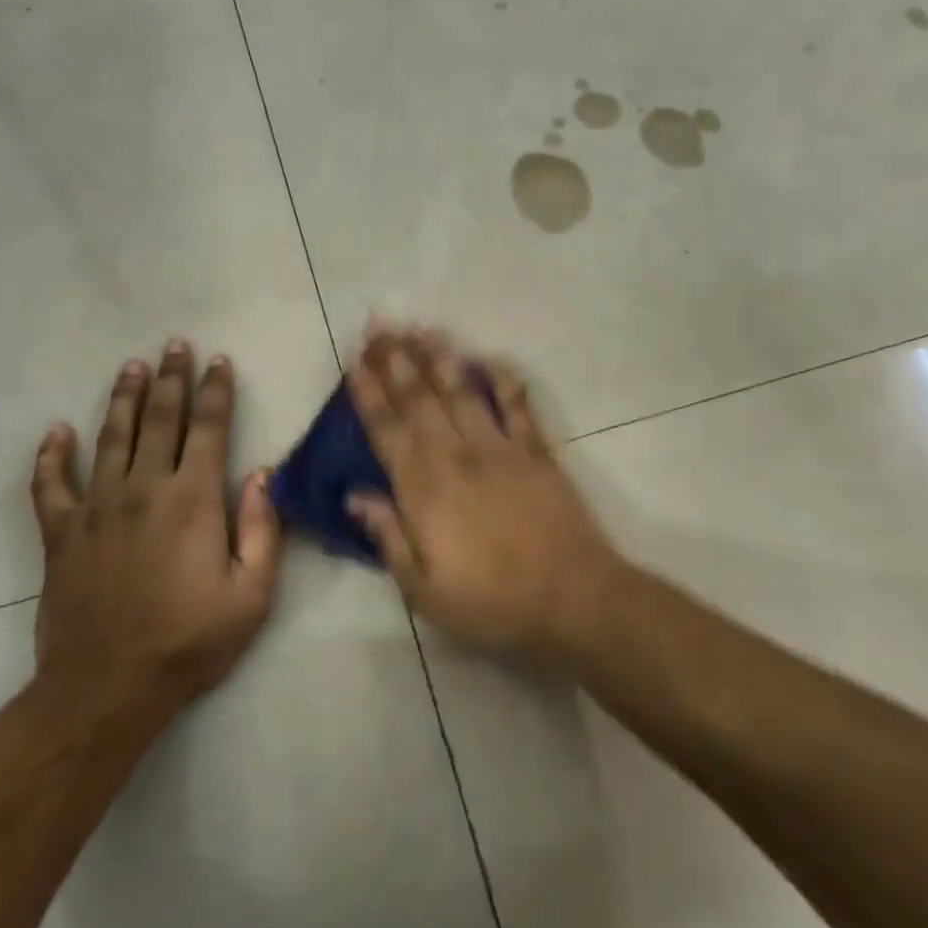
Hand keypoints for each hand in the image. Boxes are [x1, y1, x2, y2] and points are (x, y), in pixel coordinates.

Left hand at [29, 341, 283, 720]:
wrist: (107, 689)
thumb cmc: (190, 642)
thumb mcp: (252, 595)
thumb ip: (264, 530)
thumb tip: (263, 475)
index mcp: (193, 499)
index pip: (208, 427)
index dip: (215, 390)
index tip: (218, 360)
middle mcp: (144, 489)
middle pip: (159, 419)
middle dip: (170, 378)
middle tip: (173, 345)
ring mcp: (97, 507)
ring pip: (111, 437)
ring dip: (122, 398)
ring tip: (130, 366)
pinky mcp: (61, 533)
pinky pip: (50, 485)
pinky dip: (51, 456)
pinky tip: (56, 431)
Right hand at [344, 324, 623, 662]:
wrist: (573, 598)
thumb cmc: (492, 602)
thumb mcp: (424, 588)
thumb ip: (387, 536)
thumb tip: (354, 494)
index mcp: (424, 489)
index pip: (387, 430)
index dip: (368, 393)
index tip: (354, 360)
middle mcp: (457, 456)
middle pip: (420, 399)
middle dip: (396, 360)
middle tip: (379, 326)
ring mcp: (500, 449)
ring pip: (463, 393)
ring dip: (440, 358)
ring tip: (422, 328)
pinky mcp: (537, 452)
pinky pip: (518, 407)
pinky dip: (504, 380)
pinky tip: (491, 359)